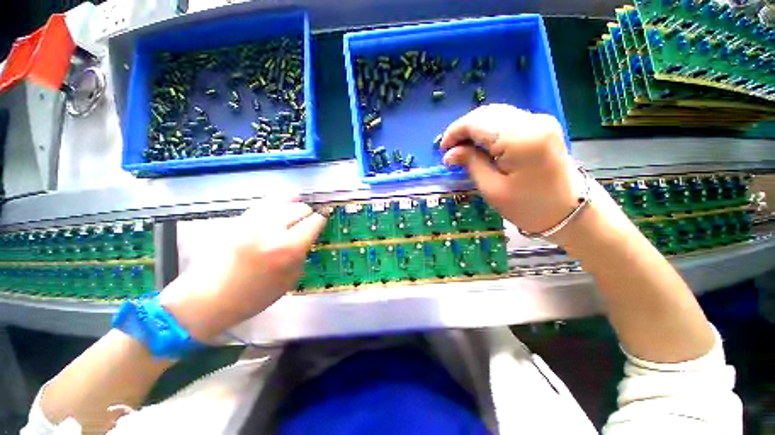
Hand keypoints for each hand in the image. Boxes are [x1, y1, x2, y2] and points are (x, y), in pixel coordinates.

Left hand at [159, 199, 326, 341]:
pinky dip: (277, 202)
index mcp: (288, 248)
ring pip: (283, 200)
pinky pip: (265, 202)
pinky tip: (281, 205)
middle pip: (300, 208)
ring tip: (296, 211)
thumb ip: (302, 254)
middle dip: (308, 214)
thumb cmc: (254, 296)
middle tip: (307, 223)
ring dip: (294, 205)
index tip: (322, 223)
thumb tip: (308, 237)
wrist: (208, 298)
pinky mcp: (239, 219)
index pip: (314, 221)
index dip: (322, 220)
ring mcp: (253, 221)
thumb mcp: (290, 280)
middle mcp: (272, 229)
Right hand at [440, 104, 582, 234]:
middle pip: (487, 113)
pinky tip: (481, 145)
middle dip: (463, 129)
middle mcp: (532, 121)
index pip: (477, 122)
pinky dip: (489, 130)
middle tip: (451, 151)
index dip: (455, 132)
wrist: (569, 211)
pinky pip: (507, 120)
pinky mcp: (542, 126)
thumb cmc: (528, 207)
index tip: (442, 150)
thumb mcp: (492, 189)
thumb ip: (471, 164)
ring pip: (496, 114)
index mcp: (520, 139)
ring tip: (463, 149)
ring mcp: (540, 121)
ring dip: (475, 129)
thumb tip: (449, 153)